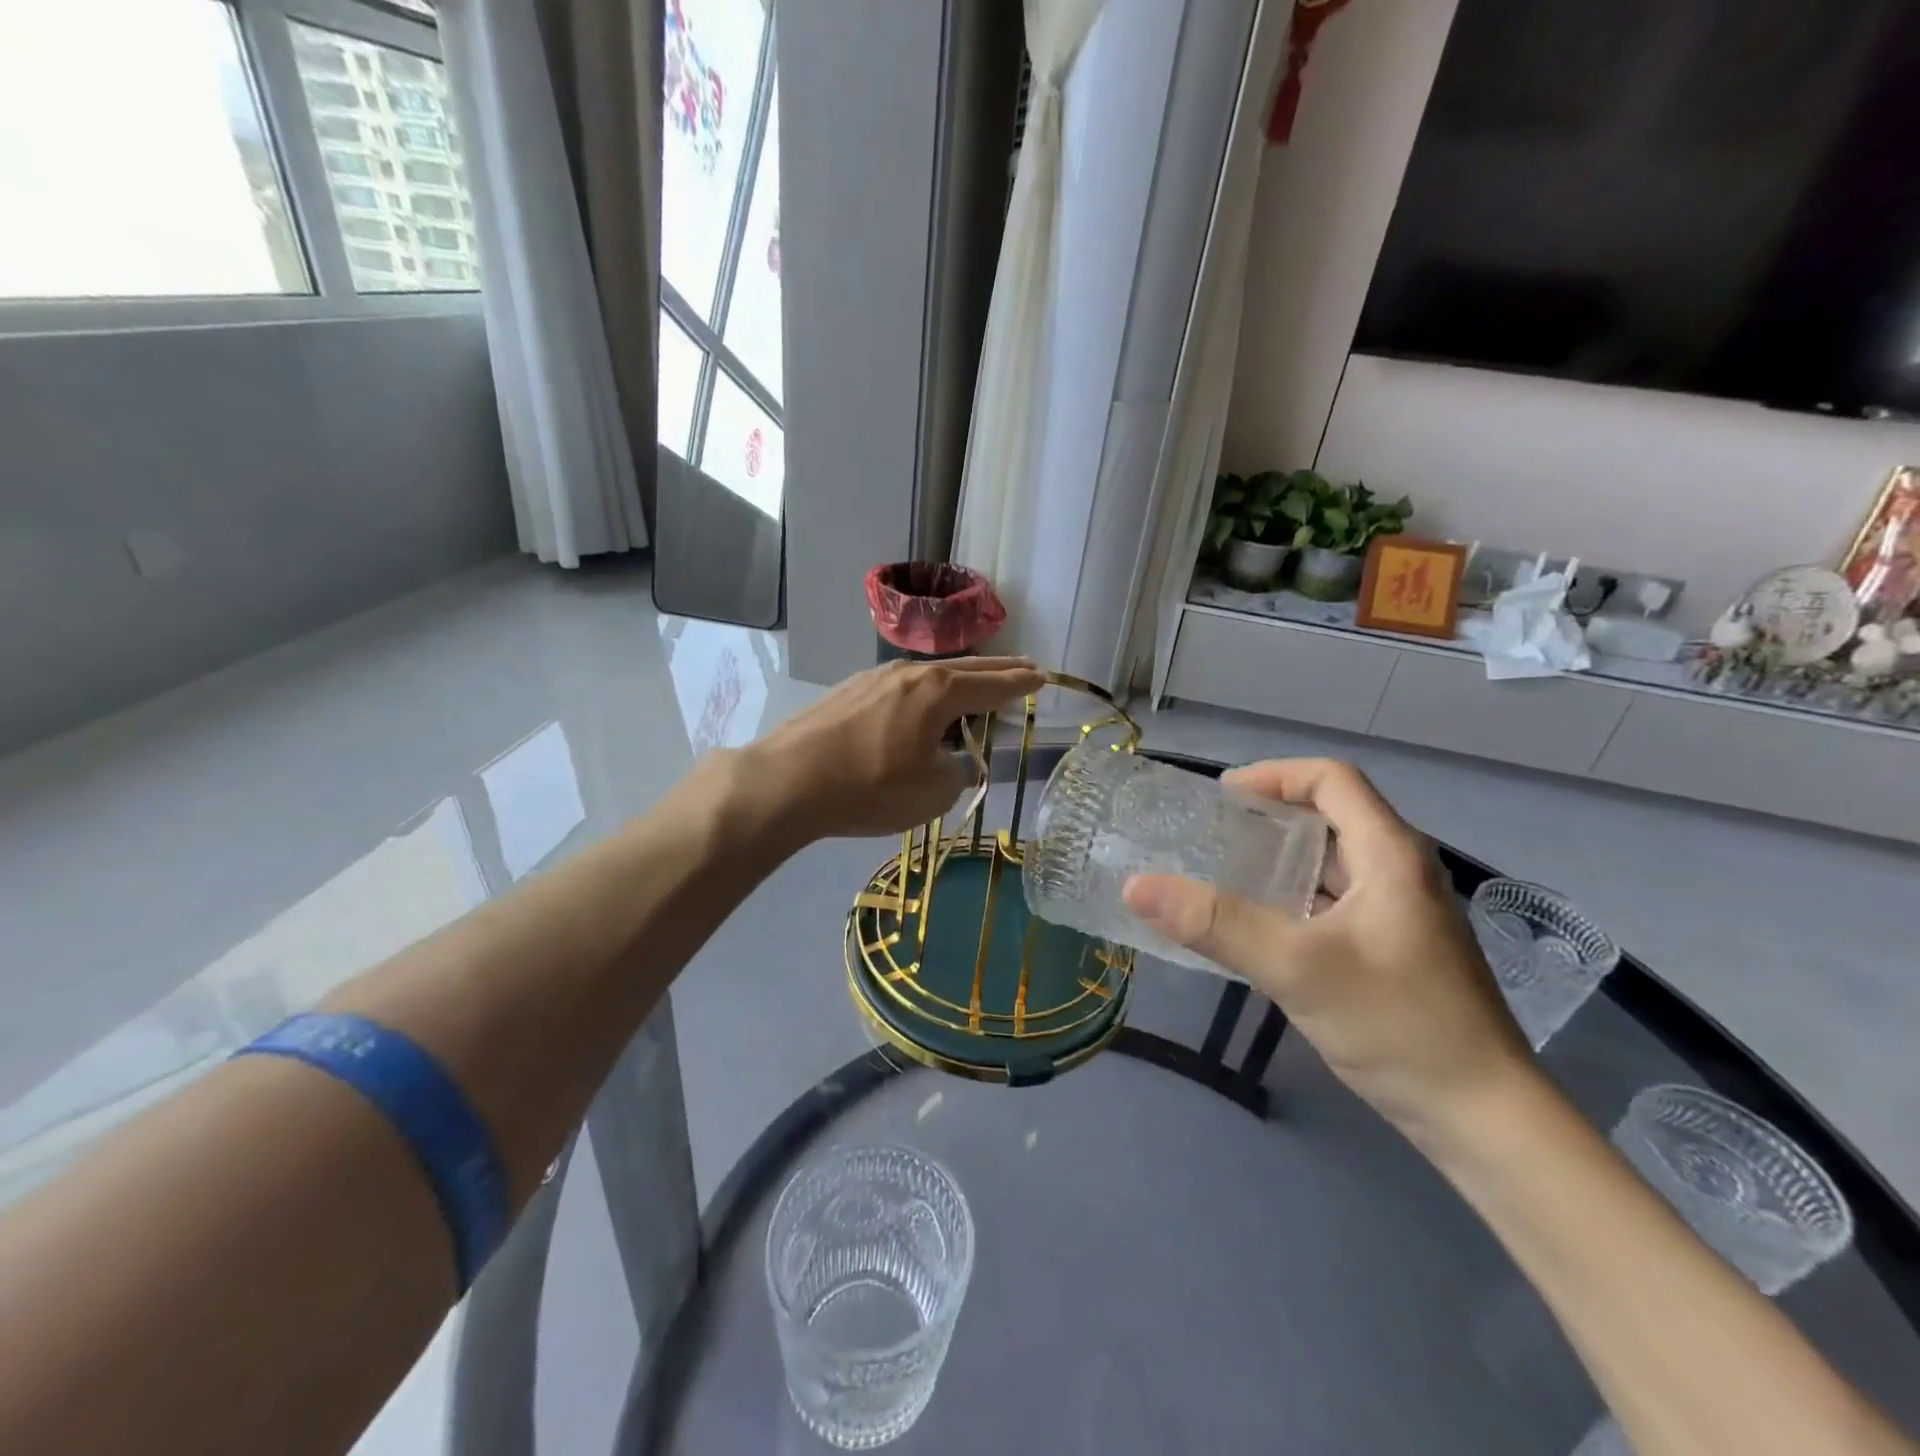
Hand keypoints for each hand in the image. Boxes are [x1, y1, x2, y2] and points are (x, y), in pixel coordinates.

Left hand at [732, 657, 1044, 843]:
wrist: (787, 781)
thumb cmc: (870, 787)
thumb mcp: (932, 792)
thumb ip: (956, 773)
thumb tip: (948, 761)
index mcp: (939, 691)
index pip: (993, 685)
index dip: (1020, 684)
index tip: (1042, 677)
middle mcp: (910, 673)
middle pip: (965, 669)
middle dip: (997, 670)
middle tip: (1023, 667)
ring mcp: (874, 678)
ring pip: (929, 677)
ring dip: (957, 683)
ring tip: (974, 690)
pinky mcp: (848, 692)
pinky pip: (901, 689)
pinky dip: (923, 696)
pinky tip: (919, 710)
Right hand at [1122, 759, 1535, 1150]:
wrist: (1485, 1119)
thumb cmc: (1398, 1025)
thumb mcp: (1297, 968)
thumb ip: (1216, 923)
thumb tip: (1136, 886)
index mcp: (1391, 854)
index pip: (1332, 780)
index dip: (1273, 776)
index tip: (1220, 800)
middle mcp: (1401, 871)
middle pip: (1330, 816)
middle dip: (1268, 816)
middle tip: (1210, 835)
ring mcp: (1402, 912)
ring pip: (1331, 862)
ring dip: (1279, 858)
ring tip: (1222, 873)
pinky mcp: (1396, 948)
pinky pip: (1334, 900)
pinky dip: (1293, 897)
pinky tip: (1259, 926)